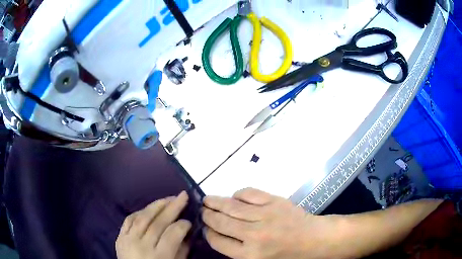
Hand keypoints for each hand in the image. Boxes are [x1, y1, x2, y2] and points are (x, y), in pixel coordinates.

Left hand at [116, 191, 190, 258]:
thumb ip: (181, 250)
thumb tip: (186, 231)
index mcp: (158, 256)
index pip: (172, 235)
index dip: (182, 225)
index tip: (189, 221)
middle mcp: (141, 246)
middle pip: (158, 223)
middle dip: (172, 207)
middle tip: (183, 195)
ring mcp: (128, 240)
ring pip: (142, 217)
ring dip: (157, 205)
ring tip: (169, 198)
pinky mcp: (119, 236)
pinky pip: (129, 219)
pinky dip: (140, 211)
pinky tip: (150, 208)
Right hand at [202, 188, 338, 258]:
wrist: (313, 239)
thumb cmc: (286, 255)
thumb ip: (237, 251)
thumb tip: (217, 234)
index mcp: (249, 255)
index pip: (218, 241)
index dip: (208, 233)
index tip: (205, 227)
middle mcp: (254, 236)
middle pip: (221, 222)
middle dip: (208, 216)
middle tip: (202, 211)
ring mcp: (265, 216)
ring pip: (232, 206)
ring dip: (216, 202)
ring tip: (207, 200)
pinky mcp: (274, 201)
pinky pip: (249, 194)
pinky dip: (238, 194)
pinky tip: (234, 197)